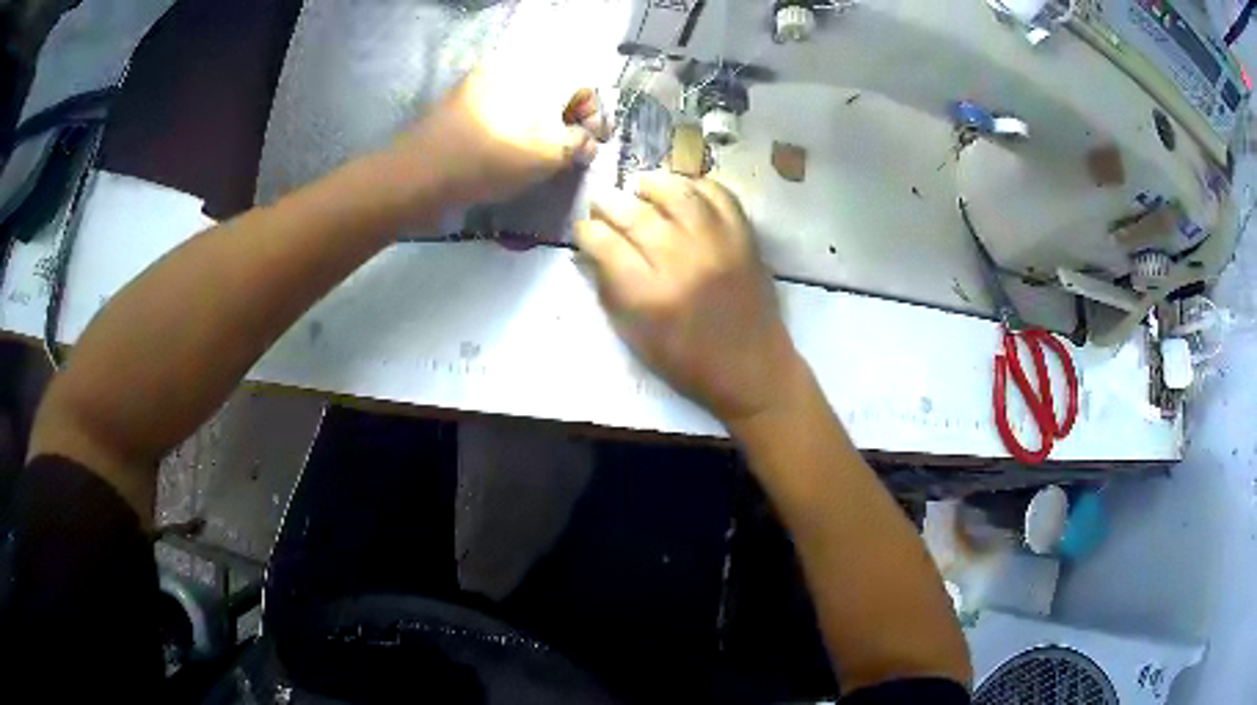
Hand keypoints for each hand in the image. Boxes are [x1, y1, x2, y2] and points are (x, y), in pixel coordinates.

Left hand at [396, 68, 608, 205]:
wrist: (421, 173)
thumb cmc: (493, 159)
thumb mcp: (549, 154)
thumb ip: (579, 143)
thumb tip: (587, 141)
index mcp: (539, 72)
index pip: (584, 84)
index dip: (595, 115)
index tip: (593, 144)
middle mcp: (512, 68)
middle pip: (555, 90)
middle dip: (567, 120)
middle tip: (569, 152)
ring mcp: (483, 82)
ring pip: (527, 99)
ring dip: (541, 124)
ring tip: (540, 156)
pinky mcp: (462, 101)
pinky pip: (501, 108)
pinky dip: (515, 126)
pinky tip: (510, 152)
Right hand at [576, 173, 808, 424]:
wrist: (752, 371)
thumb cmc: (687, 364)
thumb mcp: (635, 338)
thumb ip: (608, 290)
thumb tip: (587, 252)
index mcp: (649, 296)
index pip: (605, 243)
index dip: (586, 231)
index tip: (584, 230)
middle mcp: (682, 263)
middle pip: (636, 214)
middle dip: (610, 203)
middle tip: (602, 203)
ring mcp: (718, 246)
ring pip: (679, 194)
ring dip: (653, 184)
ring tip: (641, 187)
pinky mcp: (745, 240)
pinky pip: (721, 196)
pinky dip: (699, 186)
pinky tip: (684, 192)